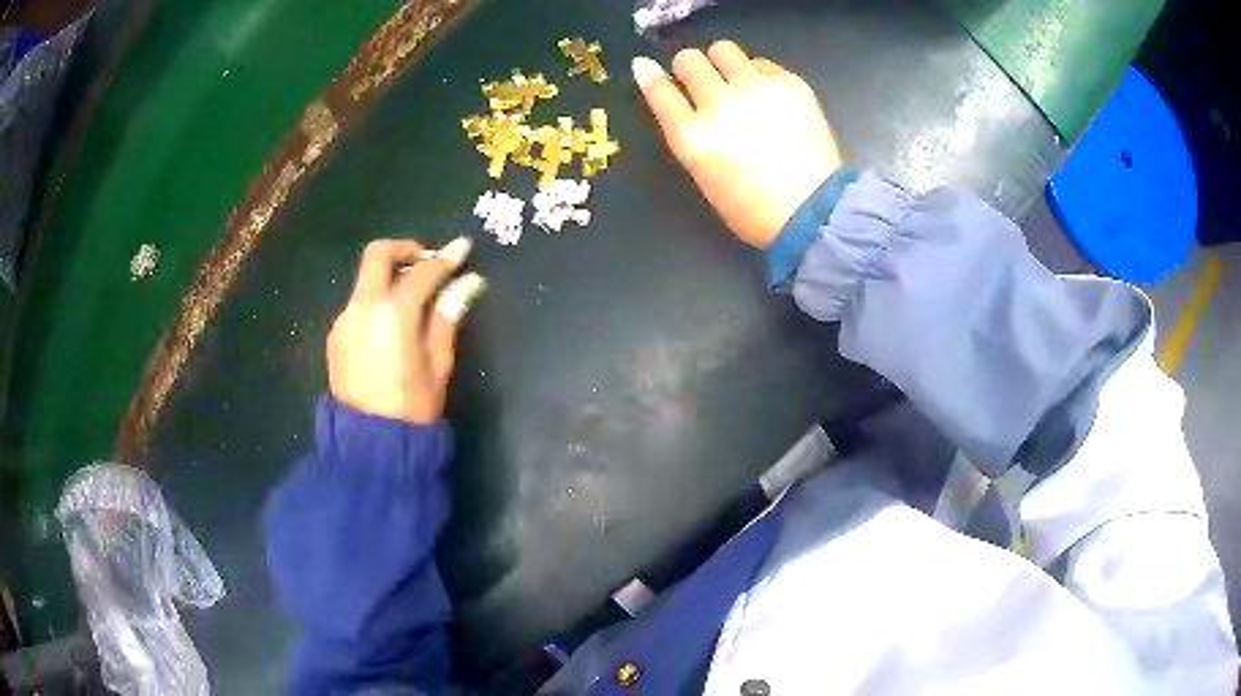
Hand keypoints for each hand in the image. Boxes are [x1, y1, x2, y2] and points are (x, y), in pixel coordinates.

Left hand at [328, 238, 485, 424]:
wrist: (369, 445)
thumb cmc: (412, 408)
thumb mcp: (438, 364)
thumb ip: (447, 318)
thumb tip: (468, 283)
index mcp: (393, 314)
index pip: (422, 272)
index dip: (445, 258)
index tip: (463, 248)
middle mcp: (362, 307)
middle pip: (378, 255)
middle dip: (405, 249)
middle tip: (428, 262)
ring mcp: (344, 320)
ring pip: (366, 280)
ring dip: (390, 277)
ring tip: (414, 299)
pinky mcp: (335, 335)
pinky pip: (359, 304)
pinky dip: (378, 300)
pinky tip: (392, 325)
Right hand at [633, 42, 842, 248]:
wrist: (814, 212)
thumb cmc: (753, 208)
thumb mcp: (704, 175)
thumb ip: (690, 134)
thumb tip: (681, 100)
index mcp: (693, 136)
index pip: (659, 90)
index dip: (649, 75)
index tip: (646, 66)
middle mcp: (719, 104)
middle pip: (689, 60)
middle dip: (689, 68)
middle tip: (702, 81)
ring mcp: (756, 90)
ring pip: (723, 49)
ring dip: (721, 62)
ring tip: (735, 79)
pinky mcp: (789, 84)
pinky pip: (762, 62)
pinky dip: (758, 74)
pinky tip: (769, 95)